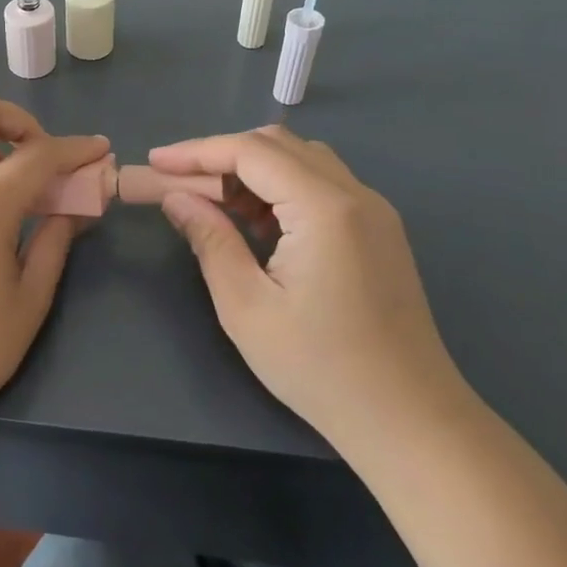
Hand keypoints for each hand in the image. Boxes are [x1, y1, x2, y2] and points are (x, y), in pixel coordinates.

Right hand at [148, 126, 470, 449]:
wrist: (410, 421)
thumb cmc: (320, 368)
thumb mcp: (247, 307)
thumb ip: (209, 240)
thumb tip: (176, 198)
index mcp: (325, 208)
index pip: (251, 151)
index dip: (197, 151)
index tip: (155, 162)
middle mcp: (356, 195)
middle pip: (278, 145)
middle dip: (222, 156)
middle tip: (181, 186)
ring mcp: (375, 211)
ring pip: (302, 160)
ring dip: (253, 170)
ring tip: (215, 205)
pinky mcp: (380, 231)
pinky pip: (322, 185)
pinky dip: (281, 188)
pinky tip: (257, 224)